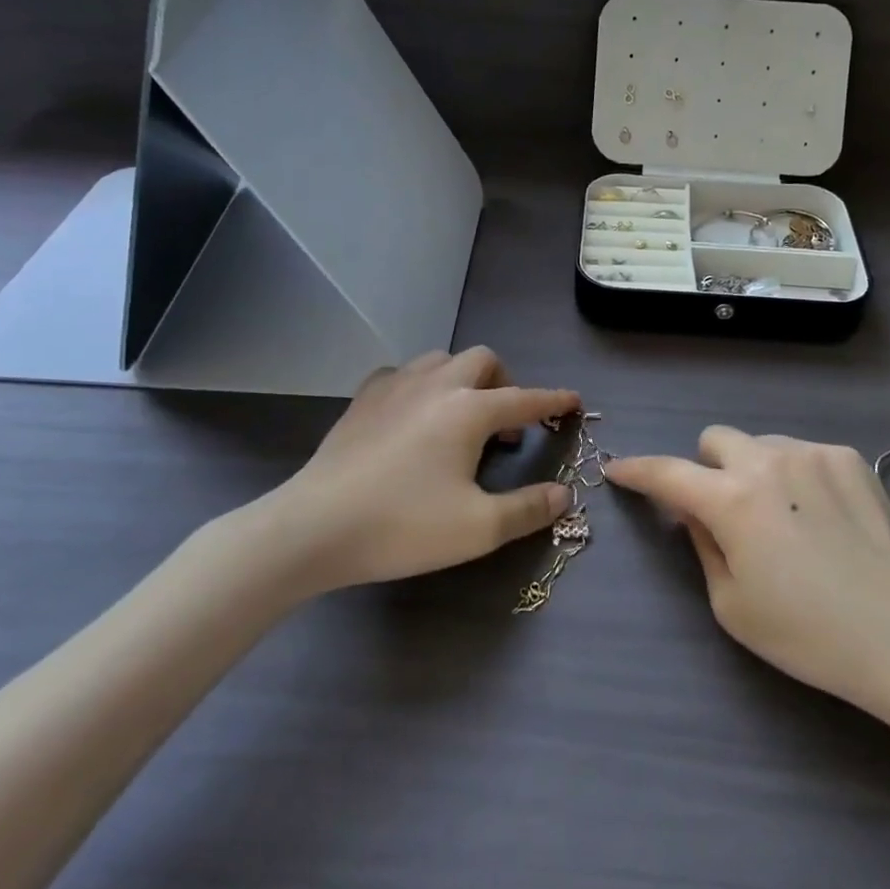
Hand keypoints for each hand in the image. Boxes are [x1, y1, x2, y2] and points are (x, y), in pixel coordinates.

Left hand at [249, 348, 580, 596]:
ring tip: (460, 417)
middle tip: (504, 424)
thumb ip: (528, 509)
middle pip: (482, 361)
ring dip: (462, 379)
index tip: (573, 401)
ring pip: (441, 360)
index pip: (526, 398)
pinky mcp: (363, 398)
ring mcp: (395, 386)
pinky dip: (419, 386)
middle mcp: (437, 385)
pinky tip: (412, 415)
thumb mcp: (477, 528)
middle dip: (504, 383)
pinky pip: (401, 374)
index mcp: (469, 410)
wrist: (315, 527)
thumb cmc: (403, 526)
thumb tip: (564, 494)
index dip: (554, 401)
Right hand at [608, 429, 889, 721]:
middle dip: (707, 469)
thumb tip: (693, 511)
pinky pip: (802, 453)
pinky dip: (796, 476)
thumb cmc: (806, 633)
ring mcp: (812, 453)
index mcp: (732, 500)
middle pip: (715, 440)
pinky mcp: (848, 457)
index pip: (667, 472)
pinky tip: (821, 517)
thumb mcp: (731, 604)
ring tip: (783, 518)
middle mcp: (767, 461)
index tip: (619, 469)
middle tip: (724, 510)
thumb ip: (702, 544)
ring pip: (761, 445)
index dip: (637, 470)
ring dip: (754, 470)